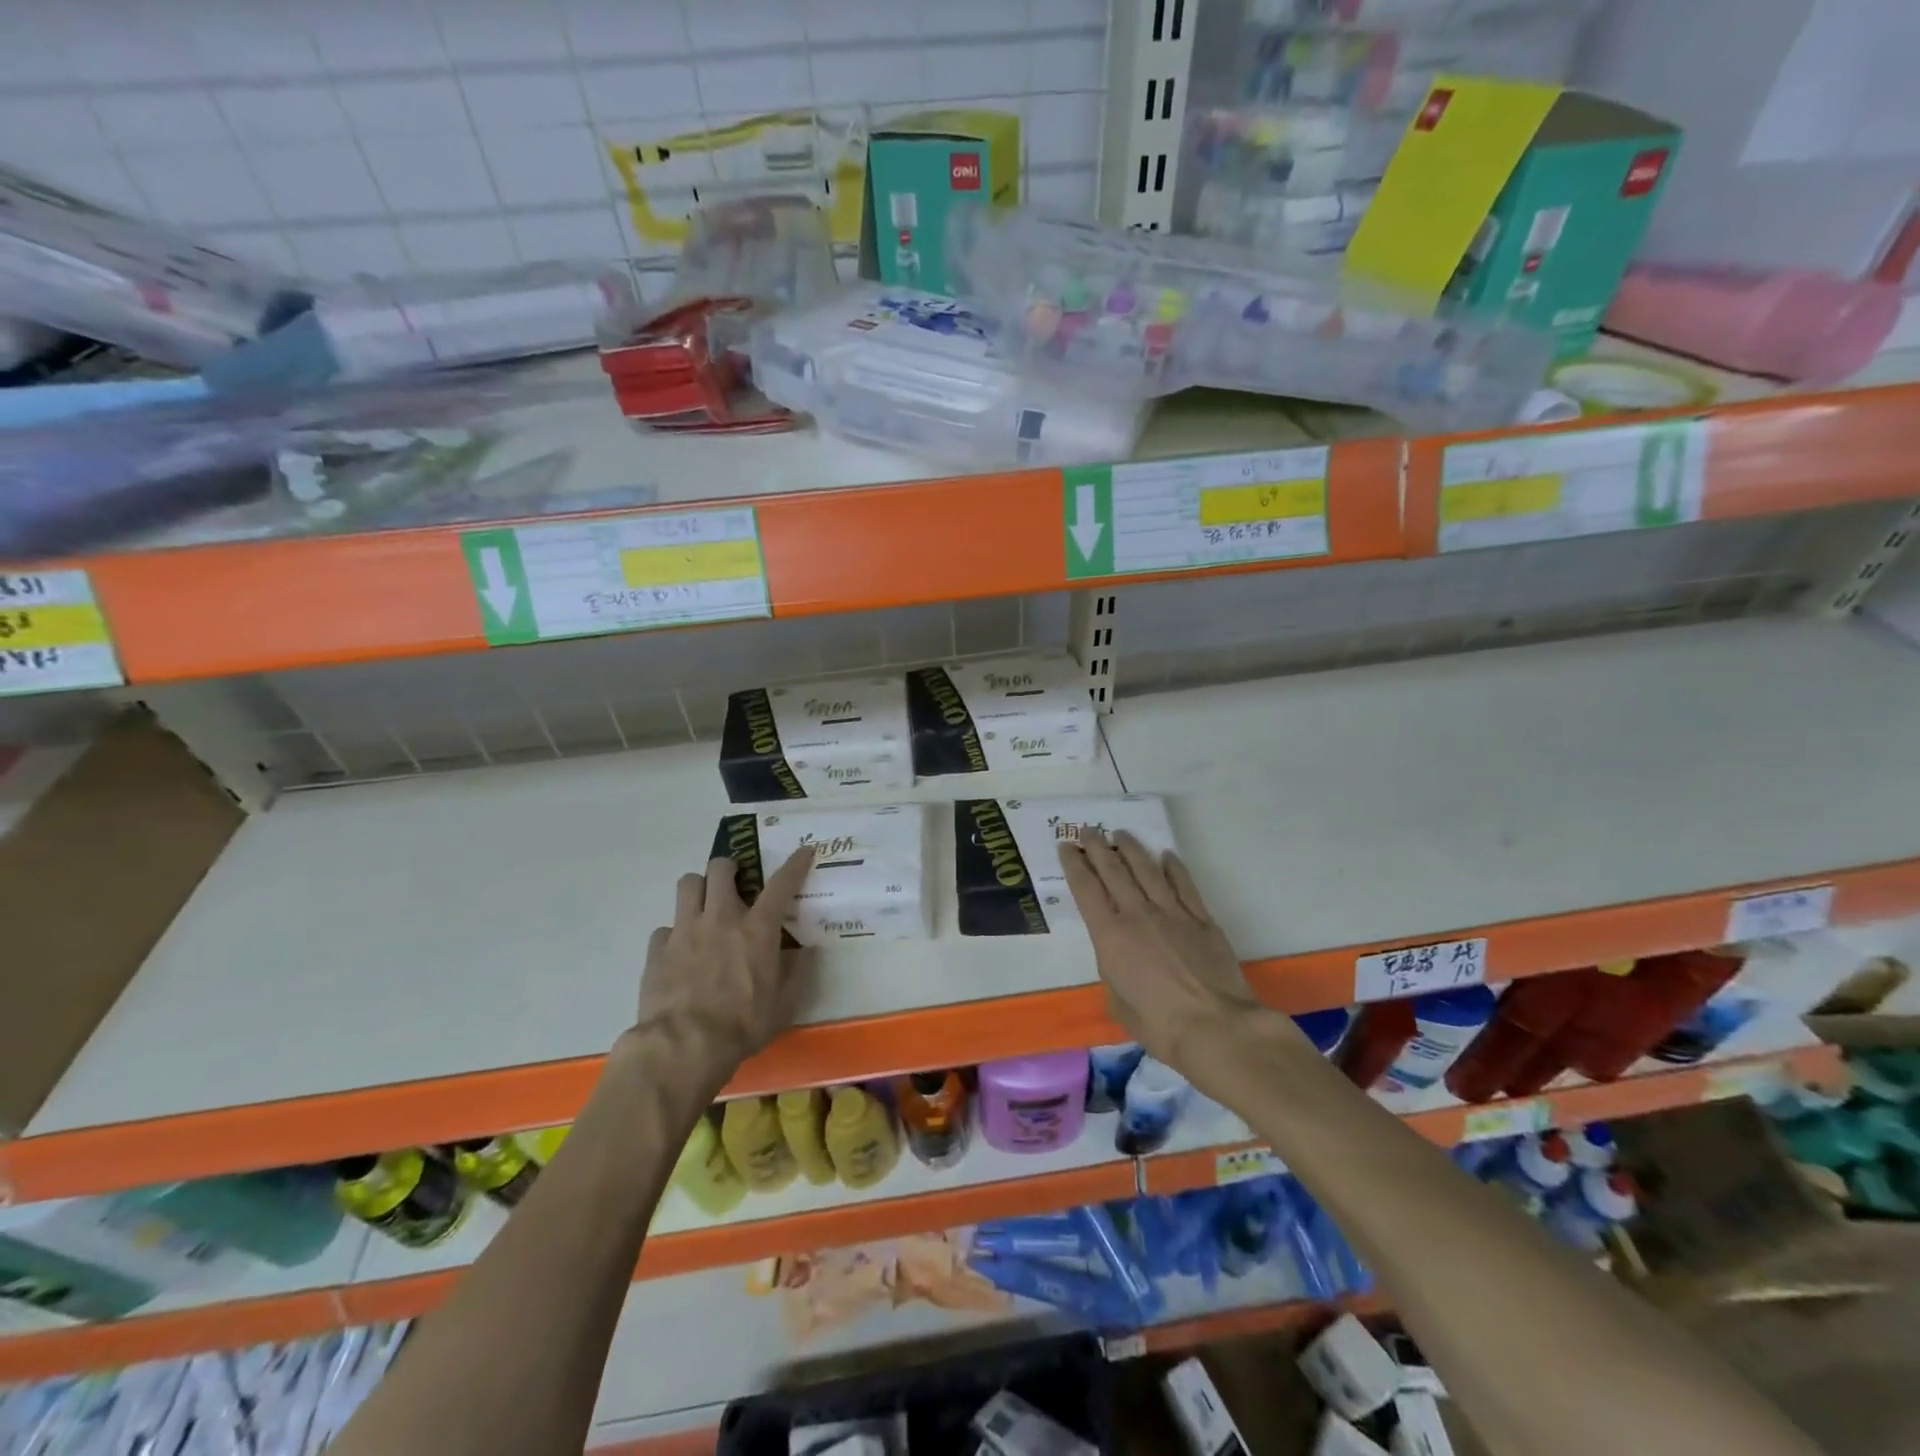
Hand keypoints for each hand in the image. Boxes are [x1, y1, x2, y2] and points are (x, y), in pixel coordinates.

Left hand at [626, 847, 815, 1087]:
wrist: (684, 1045)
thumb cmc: (743, 1024)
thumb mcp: (784, 1004)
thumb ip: (798, 973)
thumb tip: (807, 951)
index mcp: (758, 928)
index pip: (782, 883)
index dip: (795, 863)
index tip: (804, 850)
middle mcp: (721, 918)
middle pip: (721, 868)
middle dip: (729, 868)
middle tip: (735, 883)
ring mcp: (685, 930)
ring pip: (687, 884)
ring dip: (699, 889)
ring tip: (704, 905)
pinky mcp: (658, 949)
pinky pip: (665, 928)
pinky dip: (674, 934)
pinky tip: (679, 952)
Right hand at [1058, 832, 1276, 1084]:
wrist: (1215, 1027)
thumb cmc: (1158, 1025)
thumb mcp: (1117, 1003)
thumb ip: (1113, 974)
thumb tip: (1121, 963)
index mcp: (1110, 935)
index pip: (1086, 888)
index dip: (1074, 864)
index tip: (1067, 846)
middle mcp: (1138, 914)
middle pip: (1114, 870)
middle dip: (1098, 847)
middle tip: (1088, 829)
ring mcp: (1172, 913)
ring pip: (1147, 869)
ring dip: (1132, 848)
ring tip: (1121, 834)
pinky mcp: (1202, 919)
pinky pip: (1184, 884)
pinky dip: (1173, 867)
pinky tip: (1166, 856)